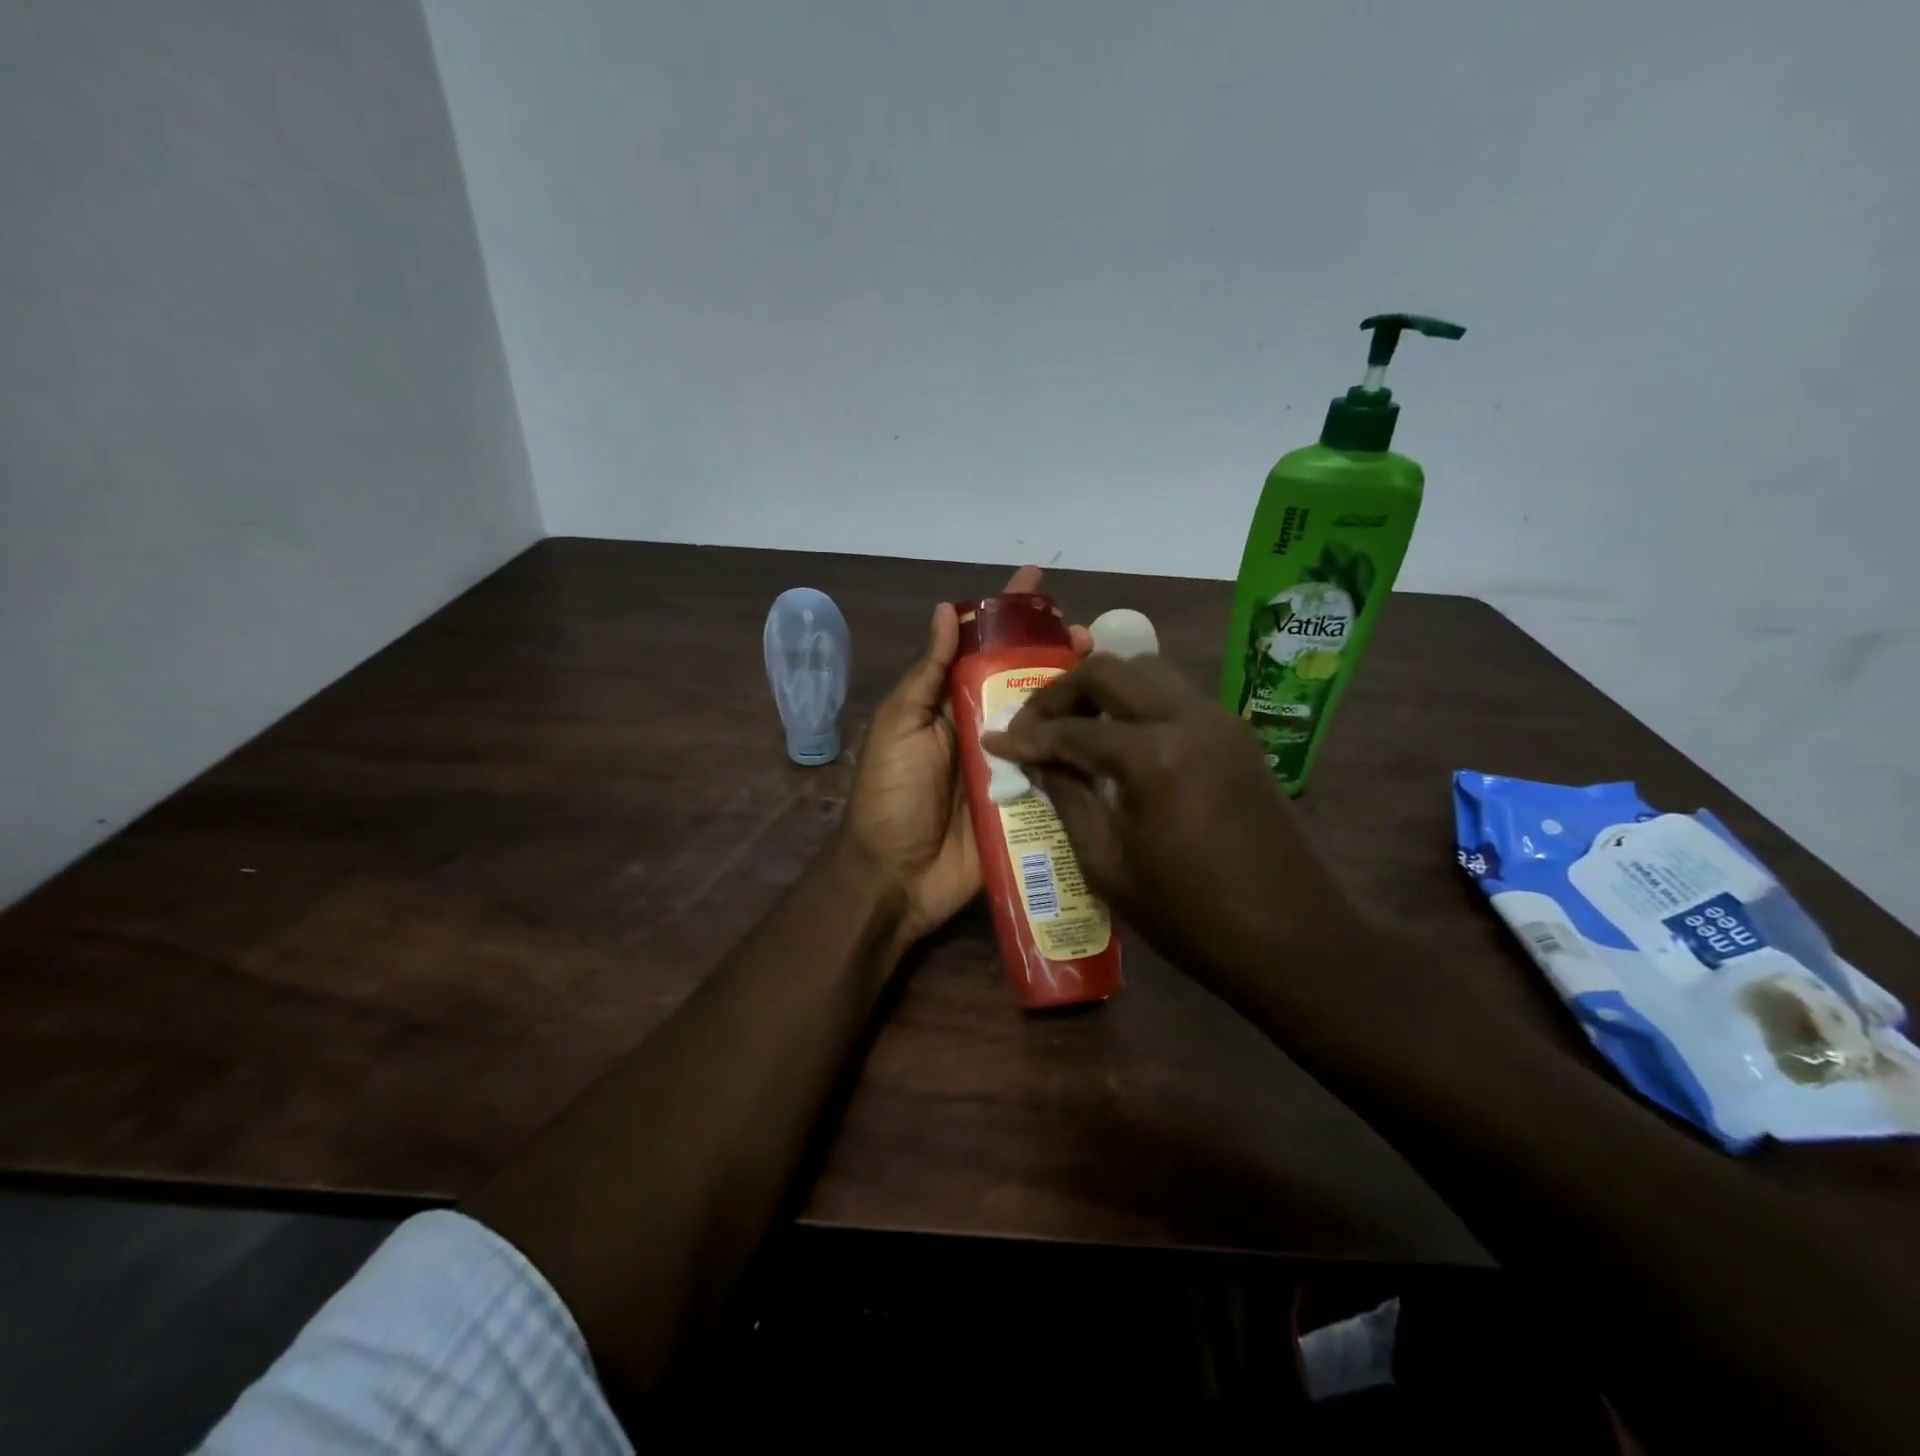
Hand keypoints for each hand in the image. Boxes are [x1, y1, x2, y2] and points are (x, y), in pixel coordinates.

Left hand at [843, 566, 1090, 947]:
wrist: (897, 875)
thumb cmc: (891, 795)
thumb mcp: (899, 726)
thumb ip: (927, 674)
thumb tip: (946, 610)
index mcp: (953, 704)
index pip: (984, 647)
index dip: (1009, 614)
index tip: (1038, 582)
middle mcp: (987, 727)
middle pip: (1029, 680)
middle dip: (1059, 653)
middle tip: (1090, 638)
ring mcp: (1012, 766)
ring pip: (1052, 721)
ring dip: (1079, 697)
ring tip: (1111, 677)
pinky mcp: (1030, 804)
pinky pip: (1061, 772)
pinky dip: (1085, 752)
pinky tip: (1116, 732)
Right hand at [981, 653, 1359, 986]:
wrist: (1292, 939)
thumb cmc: (1190, 915)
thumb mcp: (1108, 865)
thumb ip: (1067, 799)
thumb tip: (1035, 761)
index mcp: (1154, 756)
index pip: (1073, 729)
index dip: (1028, 736)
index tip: (995, 739)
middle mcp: (1190, 718)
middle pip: (1111, 670)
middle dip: (1062, 692)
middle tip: (1034, 725)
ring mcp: (1221, 721)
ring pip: (1148, 672)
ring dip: (1104, 690)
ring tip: (1074, 727)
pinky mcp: (1238, 735)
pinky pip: (1176, 697)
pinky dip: (1139, 704)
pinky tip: (1120, 742)